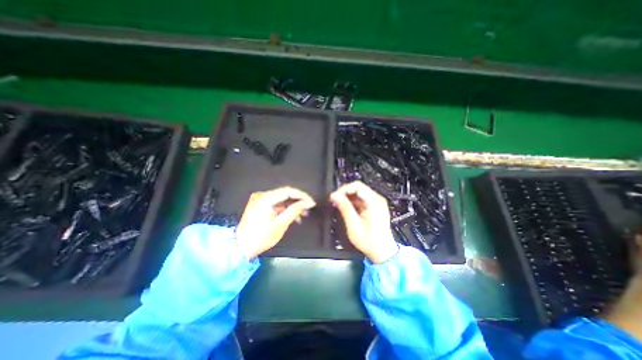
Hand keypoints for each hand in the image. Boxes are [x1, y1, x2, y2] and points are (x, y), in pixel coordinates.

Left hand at [235, 187, 314, 259]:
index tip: (311, 202)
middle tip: (308, 208)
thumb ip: (294, 211)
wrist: (241, 247)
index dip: (302, 196)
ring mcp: (259, 200)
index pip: (288, 191)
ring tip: (302, 214)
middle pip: (284, 194)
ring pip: (281, 199)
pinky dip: (284, 208)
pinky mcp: (259, 205)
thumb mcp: (280, 224)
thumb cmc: (260, 237)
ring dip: (292, 205)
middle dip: (298, 201)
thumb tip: (307, 203)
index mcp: (265, 198)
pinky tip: (292, 215)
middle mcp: (261, 195)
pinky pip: (275, 203)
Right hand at [327, 181, 398, 261]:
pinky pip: (360, 199)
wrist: (382, 252)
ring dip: (347, 197)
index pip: (357, 186)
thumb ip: (344, 208)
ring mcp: (376, 203)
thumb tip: (334, 196)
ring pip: (358, 193)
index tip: (334, 196)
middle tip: (334, 200)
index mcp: (374, 202)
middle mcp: (377, 199)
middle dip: (344, 193)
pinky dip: (352, 202)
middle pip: (358, 188)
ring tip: (338, 204)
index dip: (344, 189)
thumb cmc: (369, 241)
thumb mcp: (353, 224)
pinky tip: (345, 208)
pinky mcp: (374, 207)